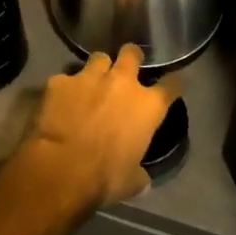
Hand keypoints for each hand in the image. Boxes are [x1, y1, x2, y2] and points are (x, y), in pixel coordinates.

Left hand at [16, 45, 178, 212]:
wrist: (62, 167)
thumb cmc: (106, 176)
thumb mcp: (132, 181)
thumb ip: (139, 173)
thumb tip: (141, 178)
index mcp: (147, 106)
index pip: (172, 85)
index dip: (175, 83)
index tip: (175, 83)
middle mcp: (121, 82)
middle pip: (132, 53)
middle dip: (131, 57)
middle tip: (127, 67)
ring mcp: (89, 77)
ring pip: (98, 58)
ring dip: (98, 69)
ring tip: (92, 82)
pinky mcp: (60, 81)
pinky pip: (65, 79)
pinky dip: (65, 89)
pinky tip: (60, 101)